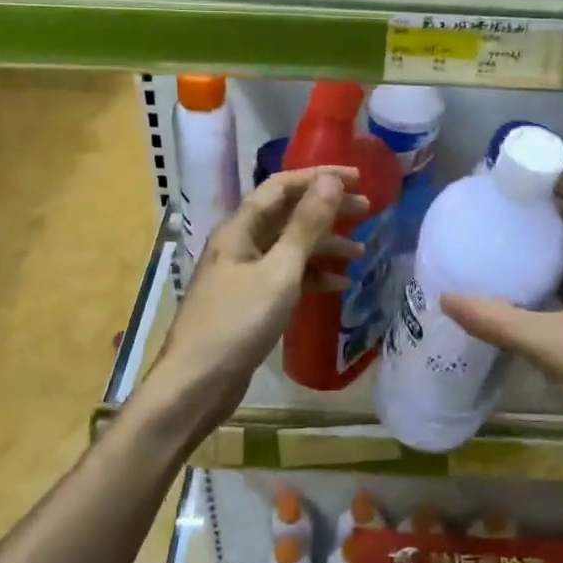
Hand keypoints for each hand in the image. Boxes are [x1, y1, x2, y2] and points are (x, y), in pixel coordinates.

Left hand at [140, 167, 362, 435]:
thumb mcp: (279, 271)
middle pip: (287, 215)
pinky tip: (338, 285)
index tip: (357, 180)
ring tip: (359, 251)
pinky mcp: (249, 302)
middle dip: (326, 210)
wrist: (196, 385)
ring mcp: (243, 274)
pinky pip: (285, 277)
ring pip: (288, 247)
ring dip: (323, 246)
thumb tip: (330, 180)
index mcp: (239, 229)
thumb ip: (306, 226)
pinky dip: (311, 277)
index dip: (318, 178)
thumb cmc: (238, 322)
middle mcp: (240, 244)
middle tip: (366, 211)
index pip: (281, 187)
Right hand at [441, 176, 562, 463]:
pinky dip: (561, 277)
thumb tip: (448, 298)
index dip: (562, 184)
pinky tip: (531, 283)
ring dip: (557, 244)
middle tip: (510, 203)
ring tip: (515, 234)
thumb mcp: (555, 347)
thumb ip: (500, 322)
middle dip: (552, 212)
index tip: (525, 173)